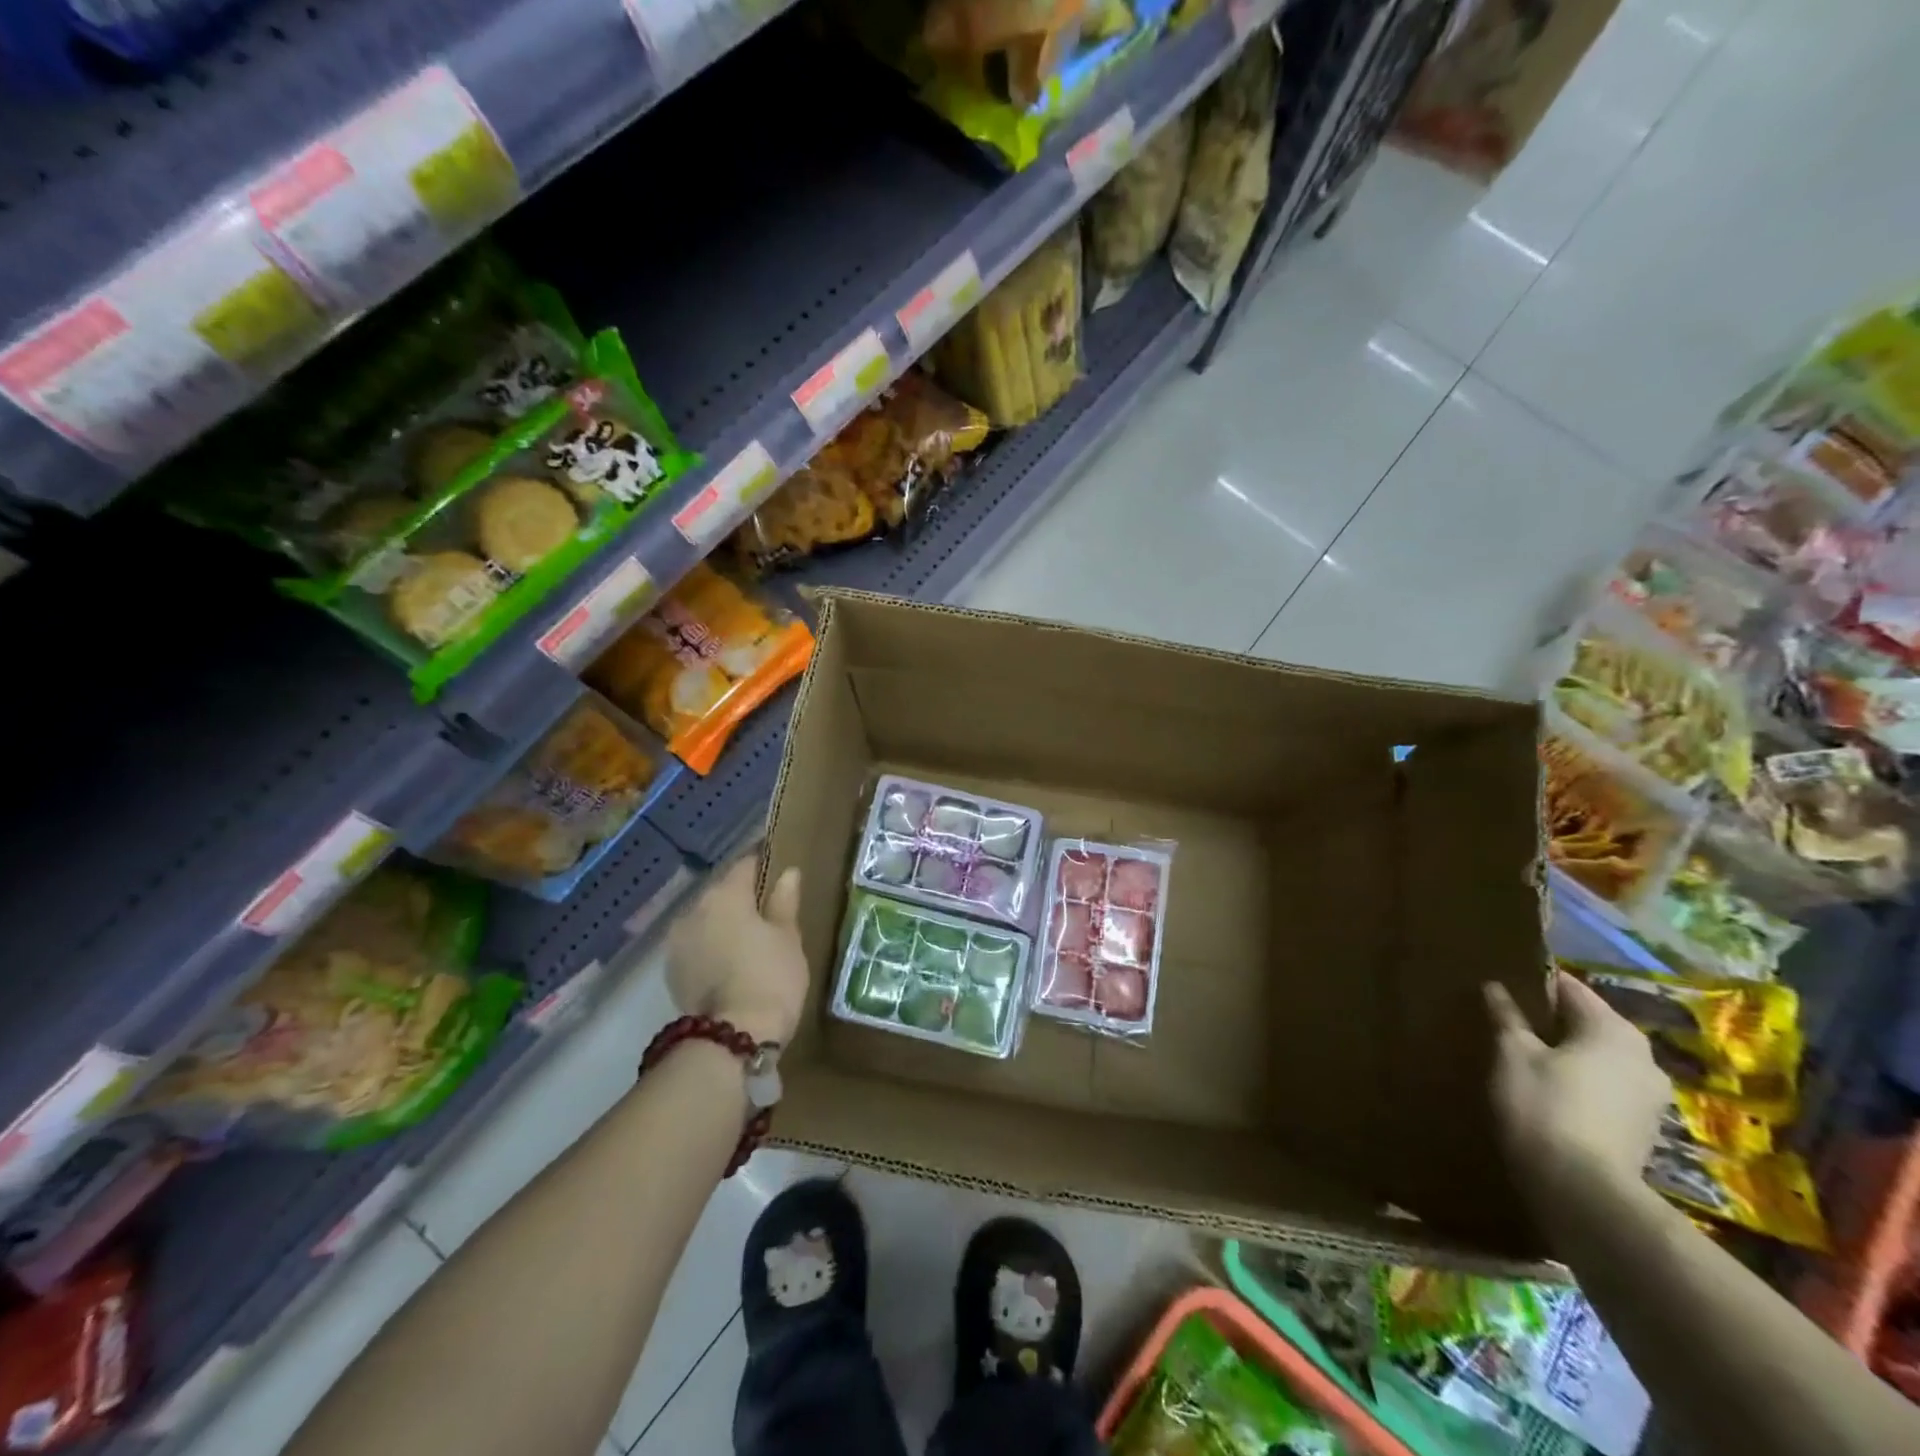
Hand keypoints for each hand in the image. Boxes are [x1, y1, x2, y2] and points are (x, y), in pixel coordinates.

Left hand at [667, 857, 808, 1046]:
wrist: (733, 1036)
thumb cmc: (771, 977)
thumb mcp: (788, 937)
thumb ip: (785, 901)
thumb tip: (788, 873)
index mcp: (725, 894)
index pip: (746, 864)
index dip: (764, 866)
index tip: (779, 873)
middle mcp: (694, 909)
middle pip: (722, 892)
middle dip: (742, 898)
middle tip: (768, 913)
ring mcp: (677, 941)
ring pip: (706, 920)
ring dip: (723, 924)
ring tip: (748, 941)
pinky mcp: (671, 971)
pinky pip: (696, 946)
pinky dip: (710, 948)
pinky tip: (729, 963)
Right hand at [1484, 970, 1670, 1209]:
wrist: (1583, 1190)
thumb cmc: (1544, 1105)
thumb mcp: (1512, 1052)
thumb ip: (1507, 1016)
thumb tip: (1496, 987)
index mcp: (1614, 1030)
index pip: (1570, 988)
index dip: (1534, 984)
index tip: (1503, 986)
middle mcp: (1644, 1057)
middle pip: (1590, 1023)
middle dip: (1553, 1021)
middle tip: (1510, 1021)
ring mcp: (1650, 1096)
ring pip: (1600, 1057)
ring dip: (1568, 1053)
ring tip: (1526, 1056)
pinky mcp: (1644, 1128)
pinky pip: (1606, 1086)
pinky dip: (1580, 1081)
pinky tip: (1550, 1091)